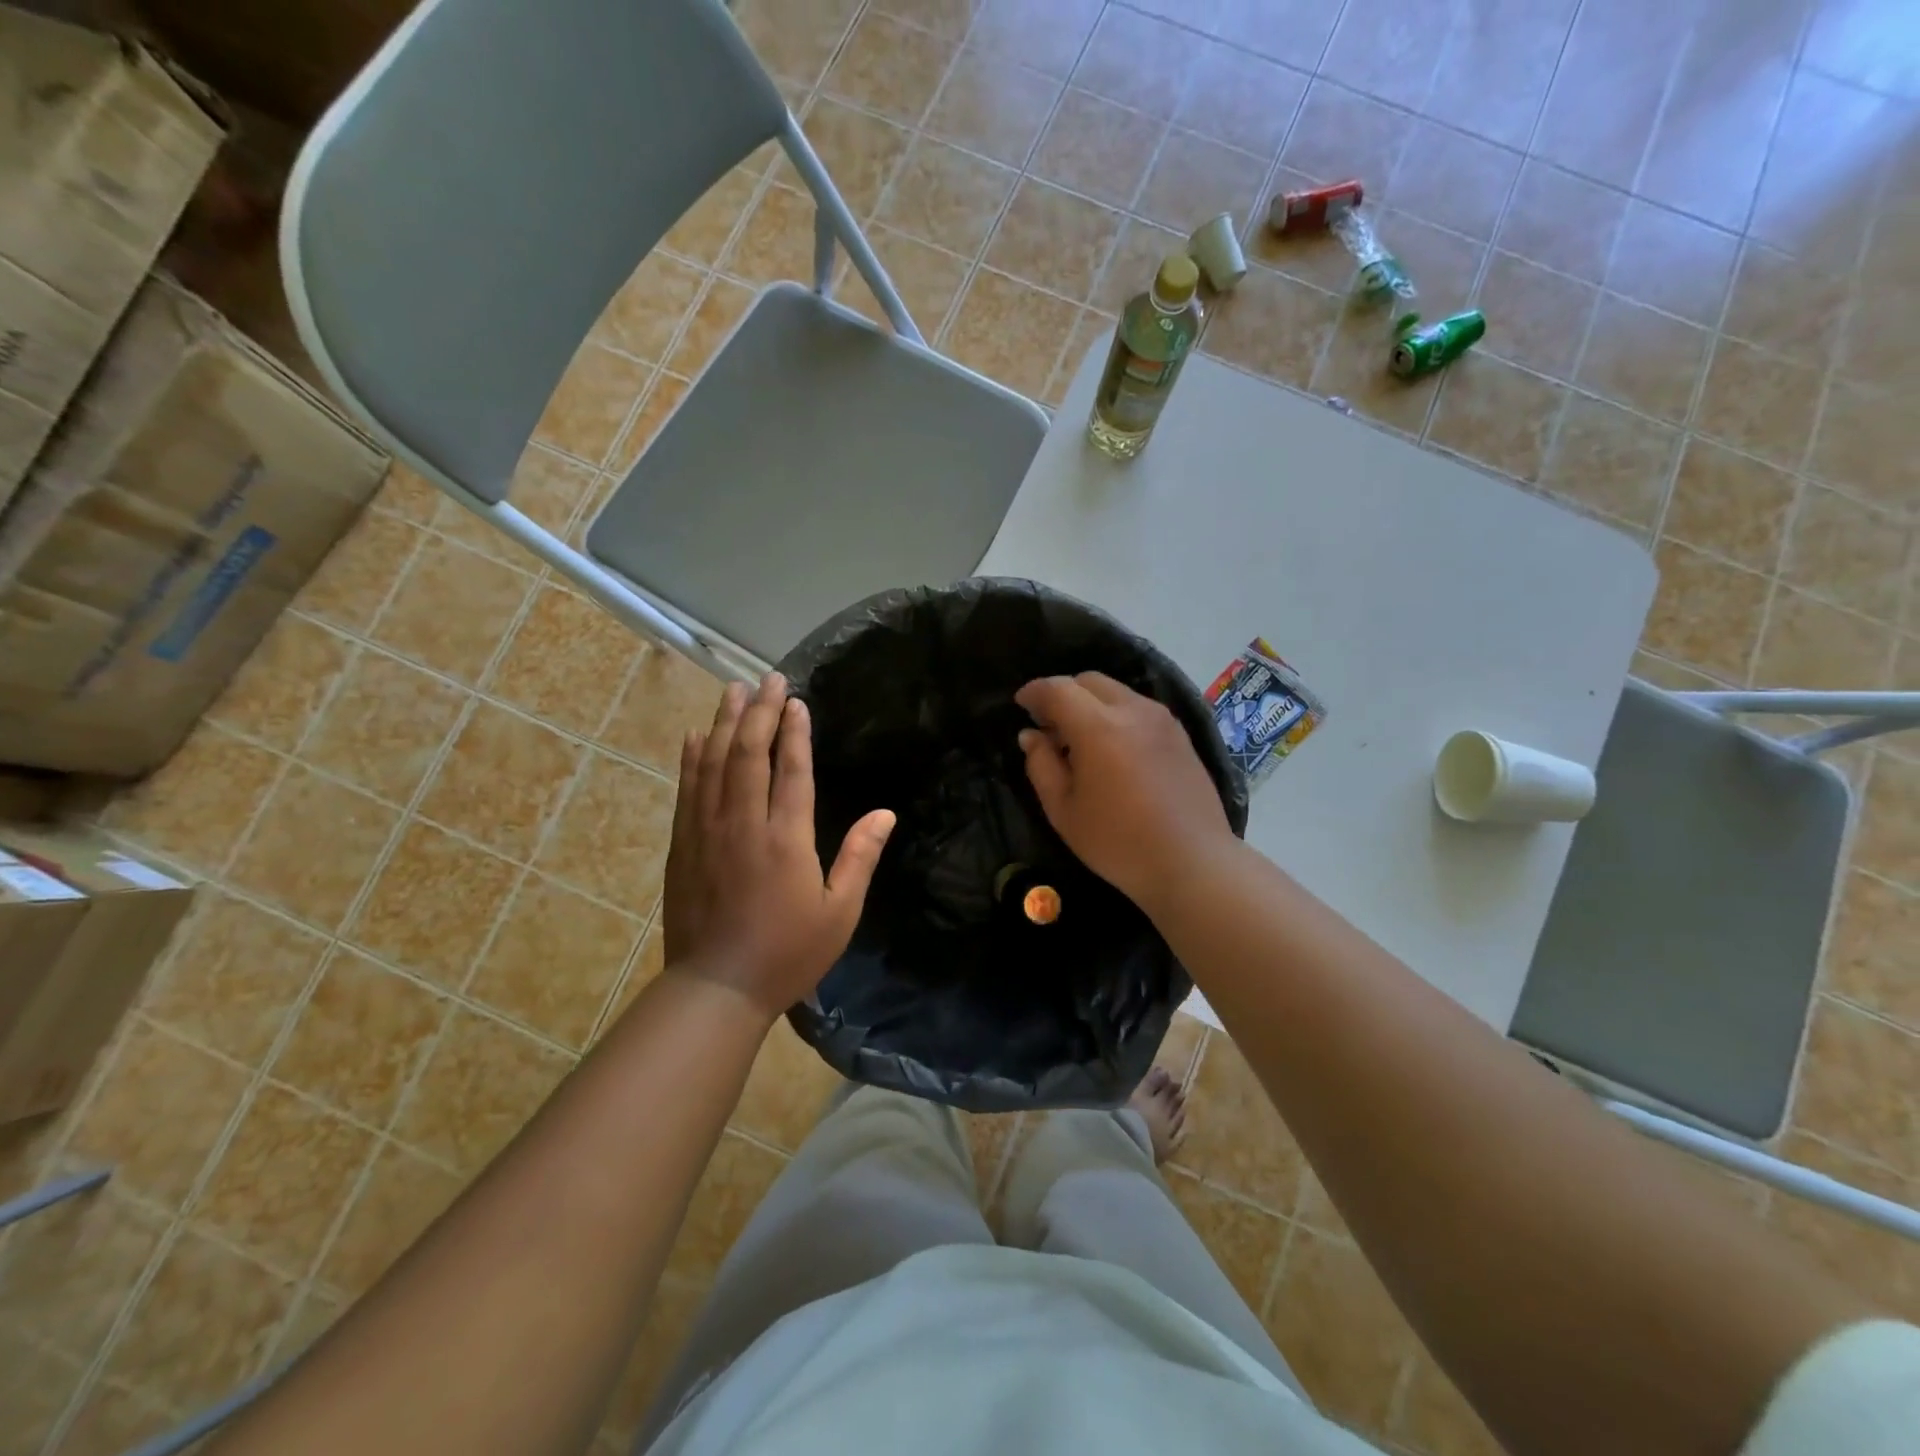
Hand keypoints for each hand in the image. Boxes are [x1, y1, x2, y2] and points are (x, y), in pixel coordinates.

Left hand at [664, 673, 894, 1020]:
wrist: (716, 989)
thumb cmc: (787, 953)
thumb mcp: (840, 912)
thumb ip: (861, 857)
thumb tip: (886, 813)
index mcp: (786, 839)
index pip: (791, 770)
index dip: (794, 731)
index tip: (796, 700)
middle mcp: (743, 824)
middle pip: (748, 753)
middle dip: (758, 711)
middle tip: (767, 678)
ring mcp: (707, 831)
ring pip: (713, 763)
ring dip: (723, 722)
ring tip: (733, 690)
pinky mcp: (683, 845)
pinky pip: (687, 789)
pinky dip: (692, 757)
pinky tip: (695, 735)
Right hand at [1016, 672, 1233, 909]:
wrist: (1192, 862)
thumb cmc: (1118, 842)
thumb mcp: (1064, 810)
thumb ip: (1041, 765)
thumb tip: (1031, 735)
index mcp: (1099, 727)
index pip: (1058, 689)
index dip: (1034, 692)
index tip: (1020, 704)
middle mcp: (1133, 710)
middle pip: (1089, 681)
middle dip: (1063, 693)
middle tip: (1048, 725)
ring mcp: (1162, 719)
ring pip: (1116, 691)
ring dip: (1090, 703)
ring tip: (1080, 739)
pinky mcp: (1180, 733)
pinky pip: (1138, 707)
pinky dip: (1115, 713)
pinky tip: (1112, 748)